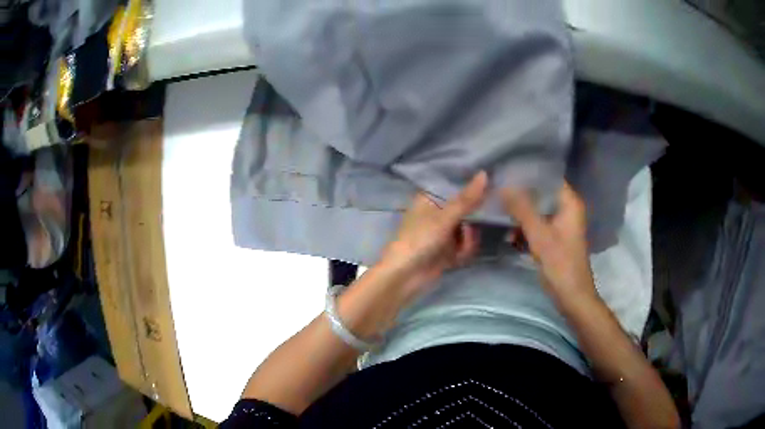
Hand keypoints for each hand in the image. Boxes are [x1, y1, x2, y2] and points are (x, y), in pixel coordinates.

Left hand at [379, 171, 487, 298]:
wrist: (404, 277)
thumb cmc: (419, 240)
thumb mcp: (445, 217)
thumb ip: (467, 199)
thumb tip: (485, 173)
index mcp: (431, 199)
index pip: (456, 185)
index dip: (474, 187)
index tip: (493, 185)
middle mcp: (438, 213)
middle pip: (467, 208)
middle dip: (475, 219)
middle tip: (485, 220)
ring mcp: (444, 233)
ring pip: (469, 229)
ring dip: (470, 239)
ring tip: (463, 245)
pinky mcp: (448, 251)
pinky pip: (465, 246)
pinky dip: (465, 251)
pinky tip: (458, 257)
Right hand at [502, 182, 596, 306]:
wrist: (572, 296)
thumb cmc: (560, 264)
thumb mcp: (539, 235)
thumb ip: (522, 209)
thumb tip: (504, 186)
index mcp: (570, 203)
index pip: (548, 177)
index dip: (528, 173)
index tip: (506, 170)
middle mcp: (567, 208)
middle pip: (542, 192)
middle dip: (521, 192)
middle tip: (497, 187)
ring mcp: (561, 223)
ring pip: (538, 209)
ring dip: (521, 210)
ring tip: (498, 205)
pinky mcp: (555, 237)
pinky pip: (538, 223)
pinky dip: (525, 225)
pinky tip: (507, 228)